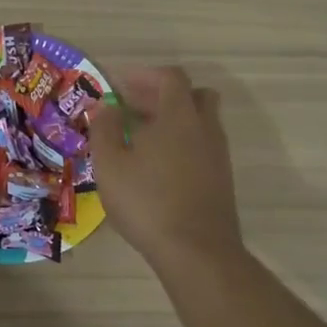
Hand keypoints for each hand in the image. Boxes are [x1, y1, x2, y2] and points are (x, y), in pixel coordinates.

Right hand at [88, 66, 244, 265]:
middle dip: (162, 95)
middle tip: (134, 107)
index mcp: (178, 116)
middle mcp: (204, 128)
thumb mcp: (110, 164)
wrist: (197, 252)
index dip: (145, 75)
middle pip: (193, 95)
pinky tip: (157, 166)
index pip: (171, 77)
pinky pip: (202, 146)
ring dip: (173, 121)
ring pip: (200, 122)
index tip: (121, 84)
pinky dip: (181, 144)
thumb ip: (105, 129)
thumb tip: (105, 107)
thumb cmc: (147, 201)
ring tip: (140, 139)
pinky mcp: (221, 179)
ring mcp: (217, 155)